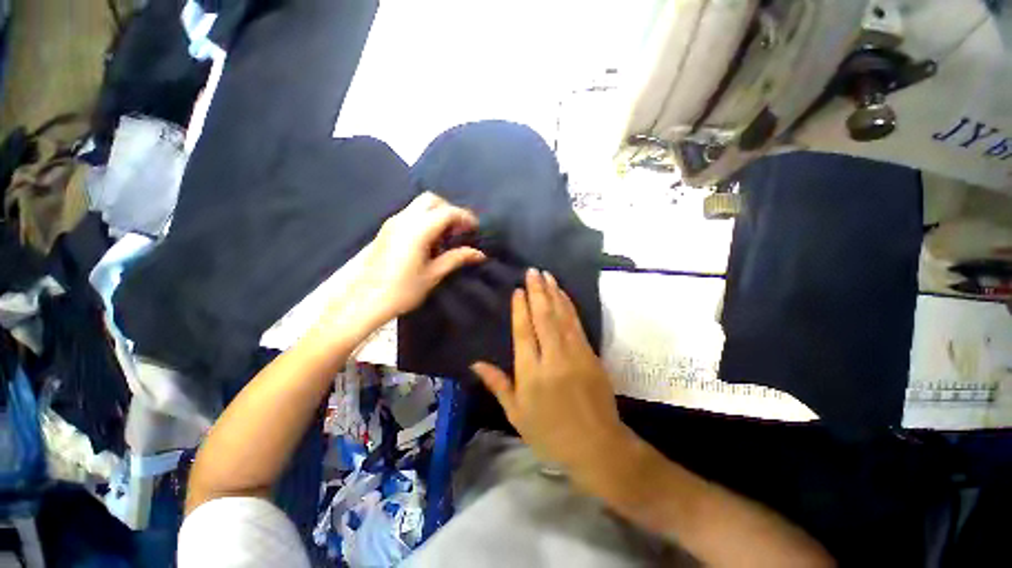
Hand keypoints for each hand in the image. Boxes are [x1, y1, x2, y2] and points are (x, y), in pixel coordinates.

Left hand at [311, 193, 484, 343]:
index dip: (465, 217)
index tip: (475, 229)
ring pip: (419, 205)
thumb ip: (456, 258)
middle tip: (461, 229)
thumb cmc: (402, 290)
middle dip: (450, 210)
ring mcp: (392, 223)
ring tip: (448, 235)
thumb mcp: (433, 275)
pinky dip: (425, 219)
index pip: (447, 212)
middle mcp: (404, 220)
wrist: (366, 301)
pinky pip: (410, 214)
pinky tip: (431, 239)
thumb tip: (479, 254)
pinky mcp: (386, 230)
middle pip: (431, 200)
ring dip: (437, 214)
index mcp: (417, 230)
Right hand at [472, 269, 628, 471]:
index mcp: (531, 374)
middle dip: (538, 292)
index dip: (520, 309)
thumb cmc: (550, 433)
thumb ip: (498, 384)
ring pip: (562, 317)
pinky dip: (569, 307)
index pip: (523, 333)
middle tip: (533, 272)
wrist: (597, 445)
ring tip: (547, 276)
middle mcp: (553, 358)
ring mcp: (575, 354)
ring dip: (554, 294)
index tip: (518, 290)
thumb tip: (476, 363)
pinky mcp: (591, 354)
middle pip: (543, 318)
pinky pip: (577, 324)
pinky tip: (564, 295)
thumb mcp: (517, 414)